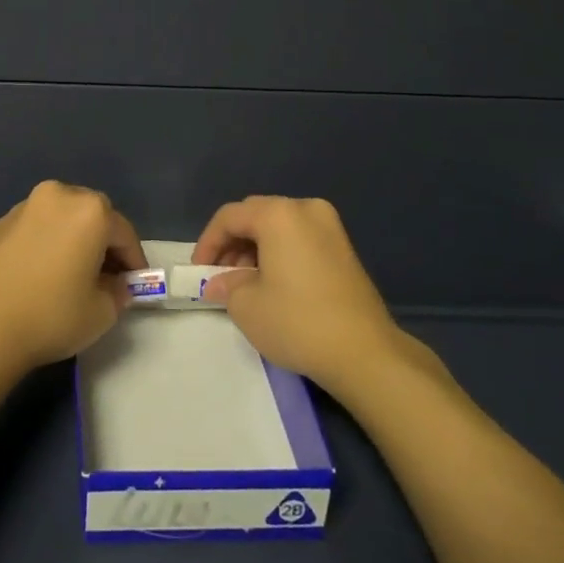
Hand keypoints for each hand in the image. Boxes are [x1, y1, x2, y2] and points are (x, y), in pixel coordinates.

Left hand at [0, 181, 146, 380]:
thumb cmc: (51, 316)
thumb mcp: (101, 312)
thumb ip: (117, 292)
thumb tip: (114, 285)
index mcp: (89, 210)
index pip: (124, 233)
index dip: (134, 261)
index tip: (135, 285)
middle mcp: (57, 196)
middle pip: (92, 216)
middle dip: (102, 243)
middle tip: (105, 277)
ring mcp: (23, 207)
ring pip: (60, 219)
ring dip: (71, 239)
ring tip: (69, 274)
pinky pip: (34, 229)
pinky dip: (44, 244)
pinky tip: (38, 275)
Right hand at [195, 196, 403, 390]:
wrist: (365, 353)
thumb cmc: (298, 322)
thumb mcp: (247, 306)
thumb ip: (226, 285)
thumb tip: (219, 282)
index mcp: (279, 214)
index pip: (230, 217)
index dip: (208, 242)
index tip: (198, 271)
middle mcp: (306, 209)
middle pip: (256, 215)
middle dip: (233, 243)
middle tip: (220, 275)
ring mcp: (331, 227)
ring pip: (279, 226)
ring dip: (256, 248)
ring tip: (245, 283)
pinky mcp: (345, 249)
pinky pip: (300, 239)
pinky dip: (280, 253)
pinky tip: (274, 284)